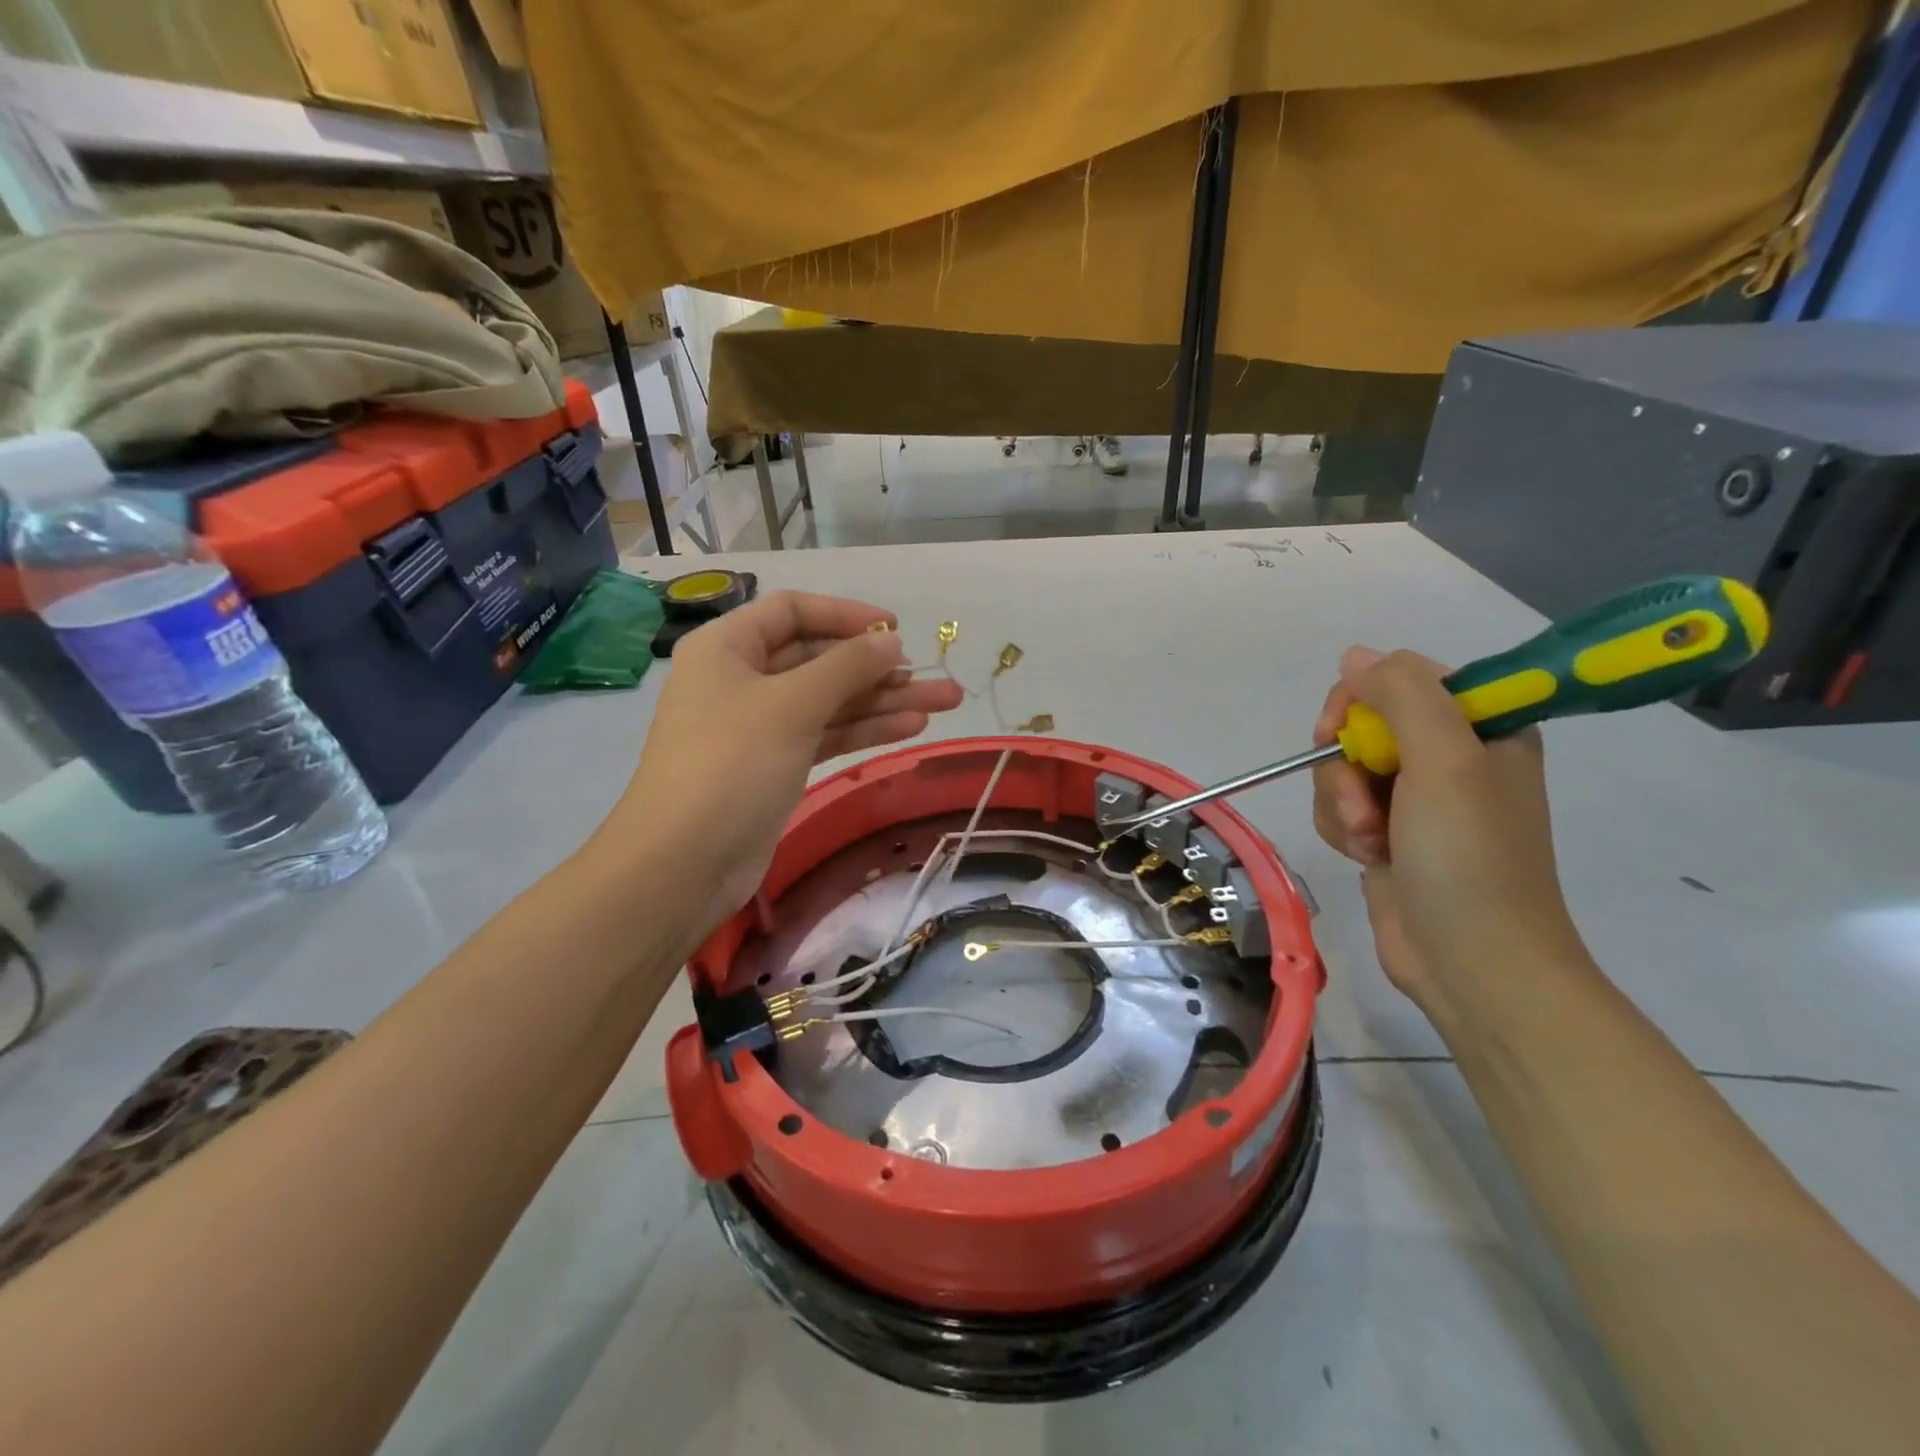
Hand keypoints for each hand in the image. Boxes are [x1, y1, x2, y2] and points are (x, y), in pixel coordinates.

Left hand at [610, 592, 963, 948]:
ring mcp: (760, 725)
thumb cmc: (731, 765)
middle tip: (935, 677)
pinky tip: (911, 727)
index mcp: (728, 648)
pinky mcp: (777, 764)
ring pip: (831, 701)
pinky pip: (827, 734)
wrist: (684, 863)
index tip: (896, 630)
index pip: (794, 612)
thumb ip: (847, 667)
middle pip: (819, 660)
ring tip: (946, 702)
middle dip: (878, 668)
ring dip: (884, 701)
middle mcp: (743, 679)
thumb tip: (892, 641)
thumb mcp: (792, 705)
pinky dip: (865, 730)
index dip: (847, 616)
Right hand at [1310, 647, 1586, 1010]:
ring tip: (1372, 843)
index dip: (1361, 702)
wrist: (1471, 962)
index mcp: (1481, 727)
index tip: (1341, 735)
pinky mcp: (1388, 834)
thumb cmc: (1468, 856)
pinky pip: (1339, 806)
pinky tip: (1366, 857)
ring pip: (1341, 769)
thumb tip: (1355, 656)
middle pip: (1362, 726)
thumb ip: (1402, 694)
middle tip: (1366, 805)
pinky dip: (1342, 829)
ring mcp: (1416, 798)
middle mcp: (1449, 756)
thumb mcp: (1444, 760)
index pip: (1400, 680)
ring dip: (1342, 805)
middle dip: (1347, 767)